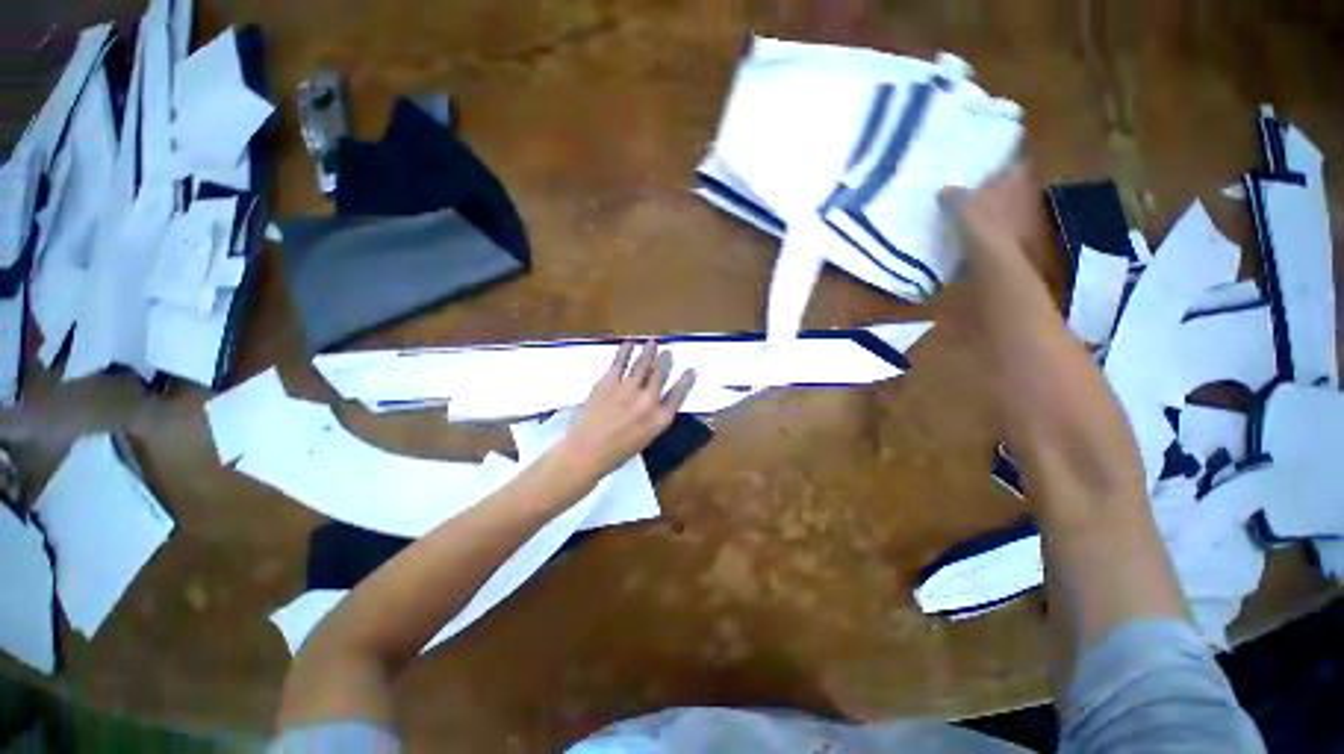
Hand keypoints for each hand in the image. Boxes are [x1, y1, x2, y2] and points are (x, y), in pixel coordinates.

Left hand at [559, 341, 695, 479]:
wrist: (587, 451)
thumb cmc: (617, 452)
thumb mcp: (646, 438)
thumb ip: (653, 418)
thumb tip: (653, 401)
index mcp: (659, 419)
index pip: (678, 394)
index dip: (686, 381)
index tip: (691, 371)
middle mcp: (648, 401)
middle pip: (660, 375)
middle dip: (665, 361)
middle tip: (668, 352)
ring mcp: (628, 389)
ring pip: (642, 365)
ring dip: (648, 352)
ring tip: (653, 342)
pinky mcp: (609, 382)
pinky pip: (620, 362)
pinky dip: (625, 351)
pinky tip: (629, 344)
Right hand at [940, 162, 1042, 256]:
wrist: (996, 262)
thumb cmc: (983, 223)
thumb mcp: (960, 203)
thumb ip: (952, 194)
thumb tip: (944, 190)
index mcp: (1020, 179)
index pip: (1019, 160)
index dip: (1008, 157)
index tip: (995, 157)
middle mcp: (1028, 195)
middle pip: (1013, 186)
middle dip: (996, 187)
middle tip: (975, 187)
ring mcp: (1025, 220)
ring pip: (1007, 208)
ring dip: (992, 211)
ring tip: (969, 213)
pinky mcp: (1016, 243)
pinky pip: (1000, 231)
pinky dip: (989, 232)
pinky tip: (971, 236)